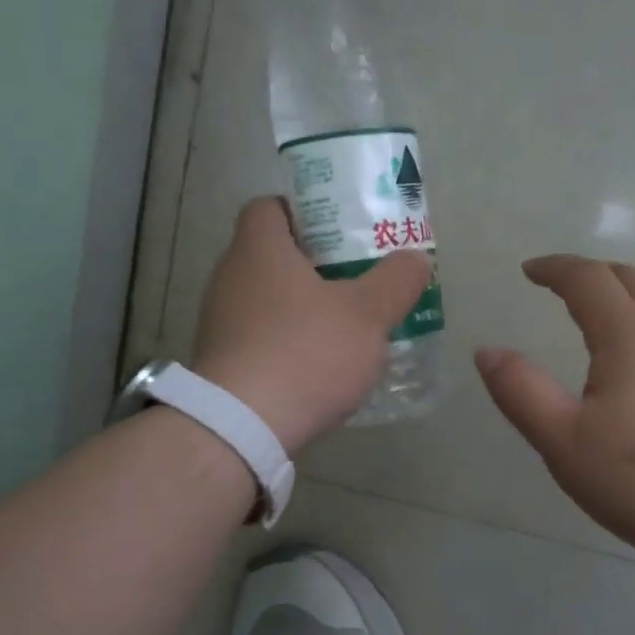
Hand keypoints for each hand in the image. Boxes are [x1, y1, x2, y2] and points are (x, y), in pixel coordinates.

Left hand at [193, 198, 433, 453]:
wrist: (243, 427)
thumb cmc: (306, 353)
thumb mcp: (368, 314)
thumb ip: (396, 281)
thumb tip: (416, 259)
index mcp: (259, 249)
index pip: (270, 206)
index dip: (305, 210)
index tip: (340, 230)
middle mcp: (230, 277)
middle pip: (271, 254)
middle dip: (314, 263)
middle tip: (355, 278)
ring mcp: (219, 322)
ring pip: (266, 299)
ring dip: (301, 306)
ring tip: (344, 325)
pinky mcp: (221, 362)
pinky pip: (259, 337)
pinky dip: (287, 342)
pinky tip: (318, 366)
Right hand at [475, 256, 634, 574]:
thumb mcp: (566, 444)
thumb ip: (522, 393)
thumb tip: (487, 351)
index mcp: (630, 337)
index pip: (588, 279)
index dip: (554, 268)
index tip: (529, 271)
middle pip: (628, 280)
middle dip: (587, 275)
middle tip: (556, 288)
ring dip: (618, 301)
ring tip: (589, 327)